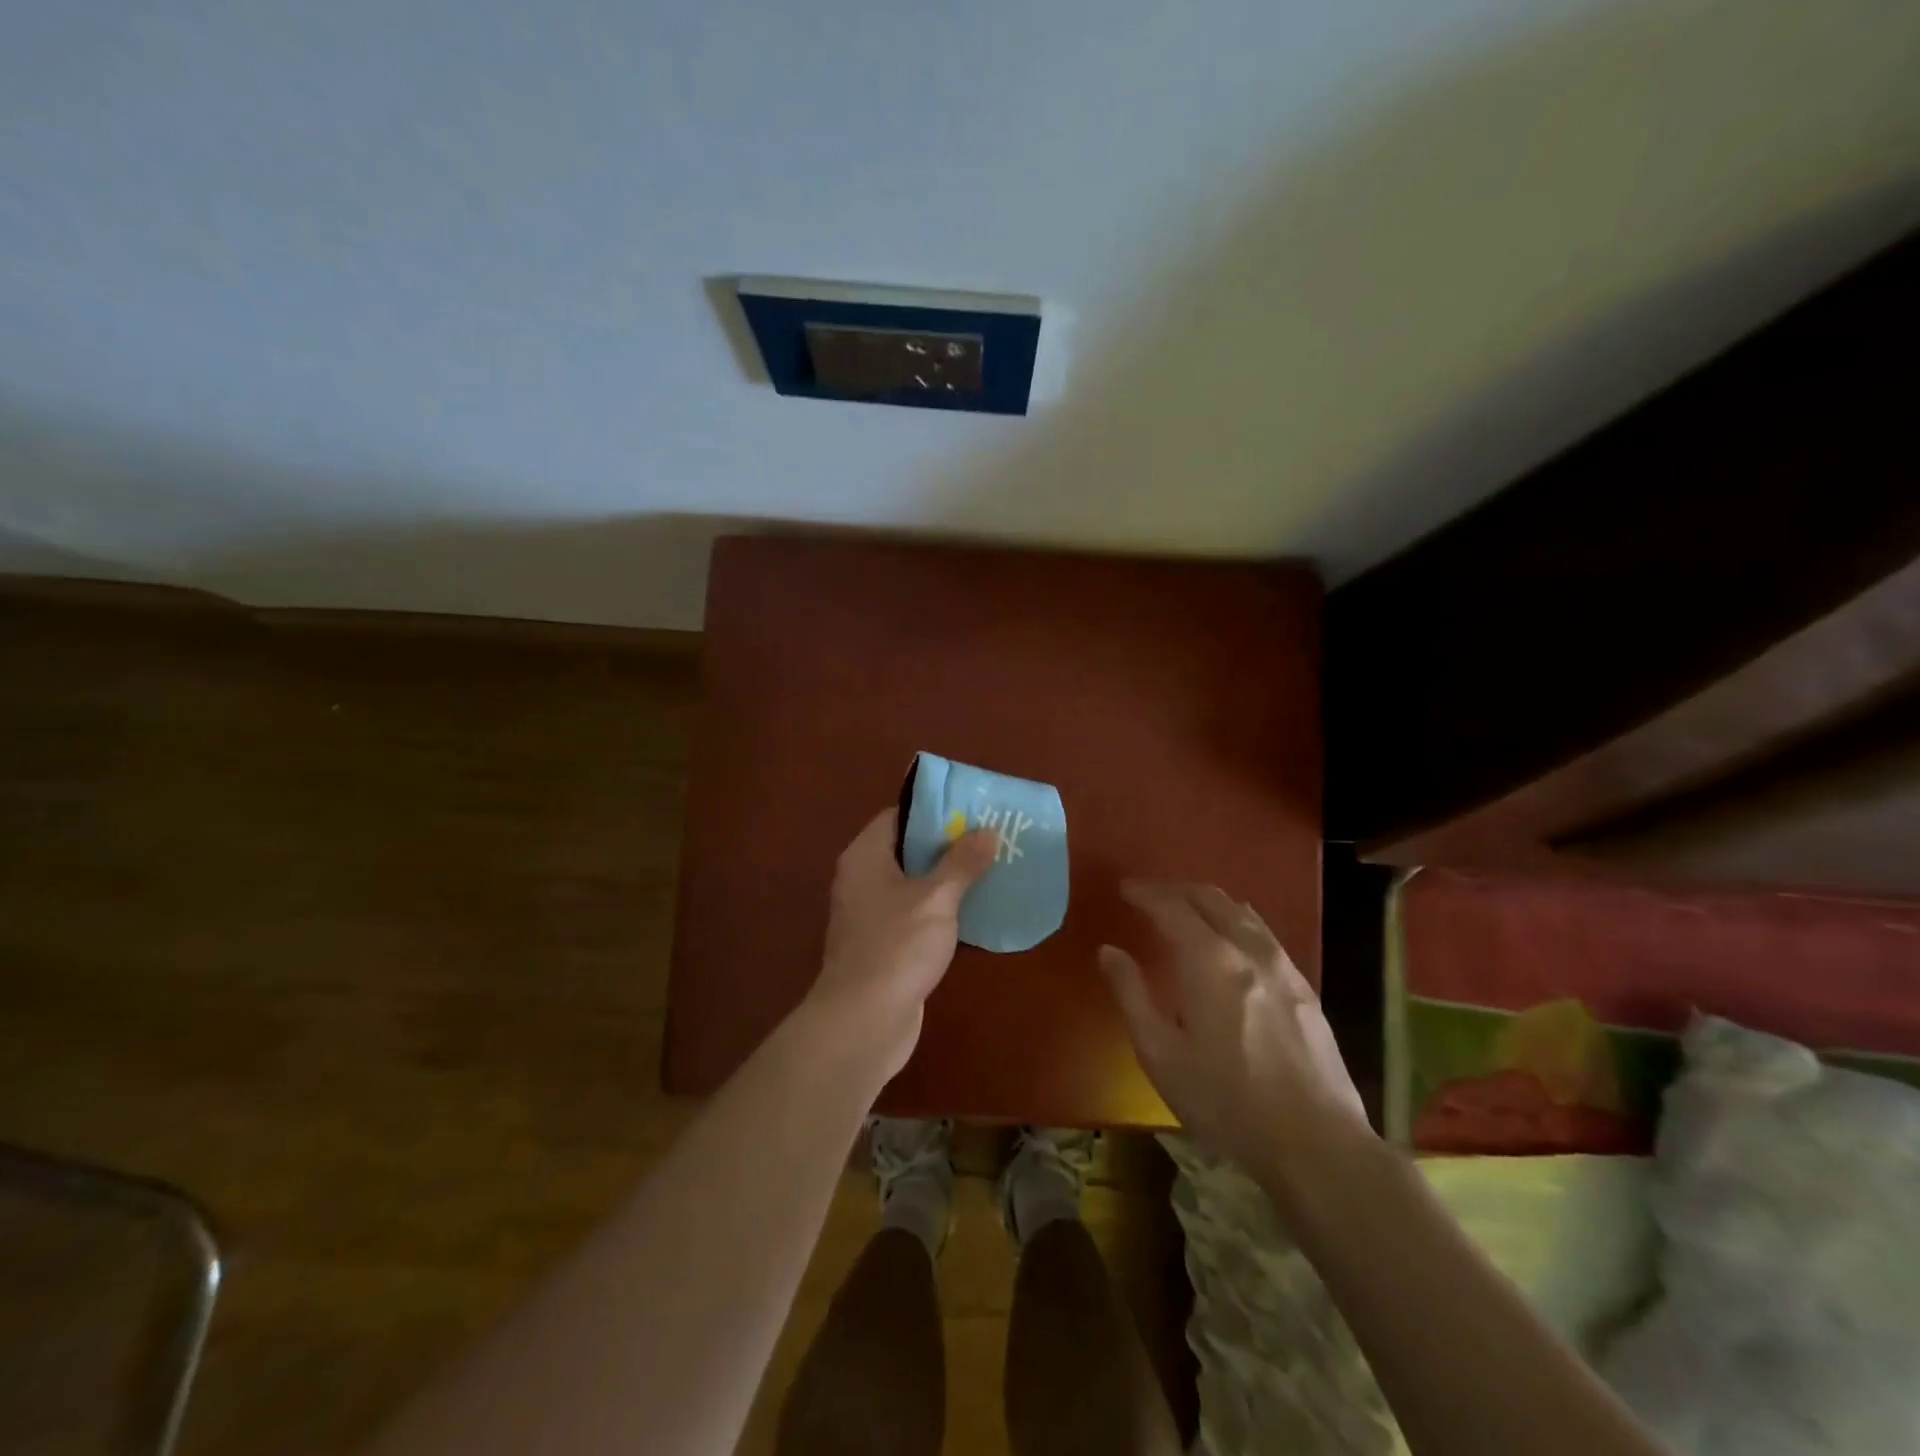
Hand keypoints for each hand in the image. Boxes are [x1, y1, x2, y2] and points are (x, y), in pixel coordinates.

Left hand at [808, 809, 998, 1079]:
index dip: (931, 810)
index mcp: (865, 856)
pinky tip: (973, 911)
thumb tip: (986, 832)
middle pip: (905, 849)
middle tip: (987, 836)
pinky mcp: (882, 945)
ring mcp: (870, 915)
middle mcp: (861, 879)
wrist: (864, 1020)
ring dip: (945, 878)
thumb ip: (962, 863)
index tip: (968, 808)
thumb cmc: (897, 946)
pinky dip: (939, 909)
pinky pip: (913, 914)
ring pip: (912, 884)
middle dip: (945, 844)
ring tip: (989, 867)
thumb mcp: (937, 898)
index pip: (897, 816)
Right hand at [1101, 883, 1368, 1185]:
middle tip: (1149, 896)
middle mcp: (1247, 949)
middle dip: (1175, 890)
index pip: (1171, 907)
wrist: (1316, 1143)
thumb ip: (1131, 994)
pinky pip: (1262, 932)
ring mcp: (1282, 965)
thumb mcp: (1161, 1054)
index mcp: (1208, 960)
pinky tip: (1229, 943)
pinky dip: (1234, 920)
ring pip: (1240, 911)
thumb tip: (1109, 951)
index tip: (1124, 889)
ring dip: (1207, 901)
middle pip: (1209, 897)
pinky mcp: (1302, 986)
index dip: (1145, 893)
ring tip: (1185, 912)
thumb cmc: (1226, 1102)